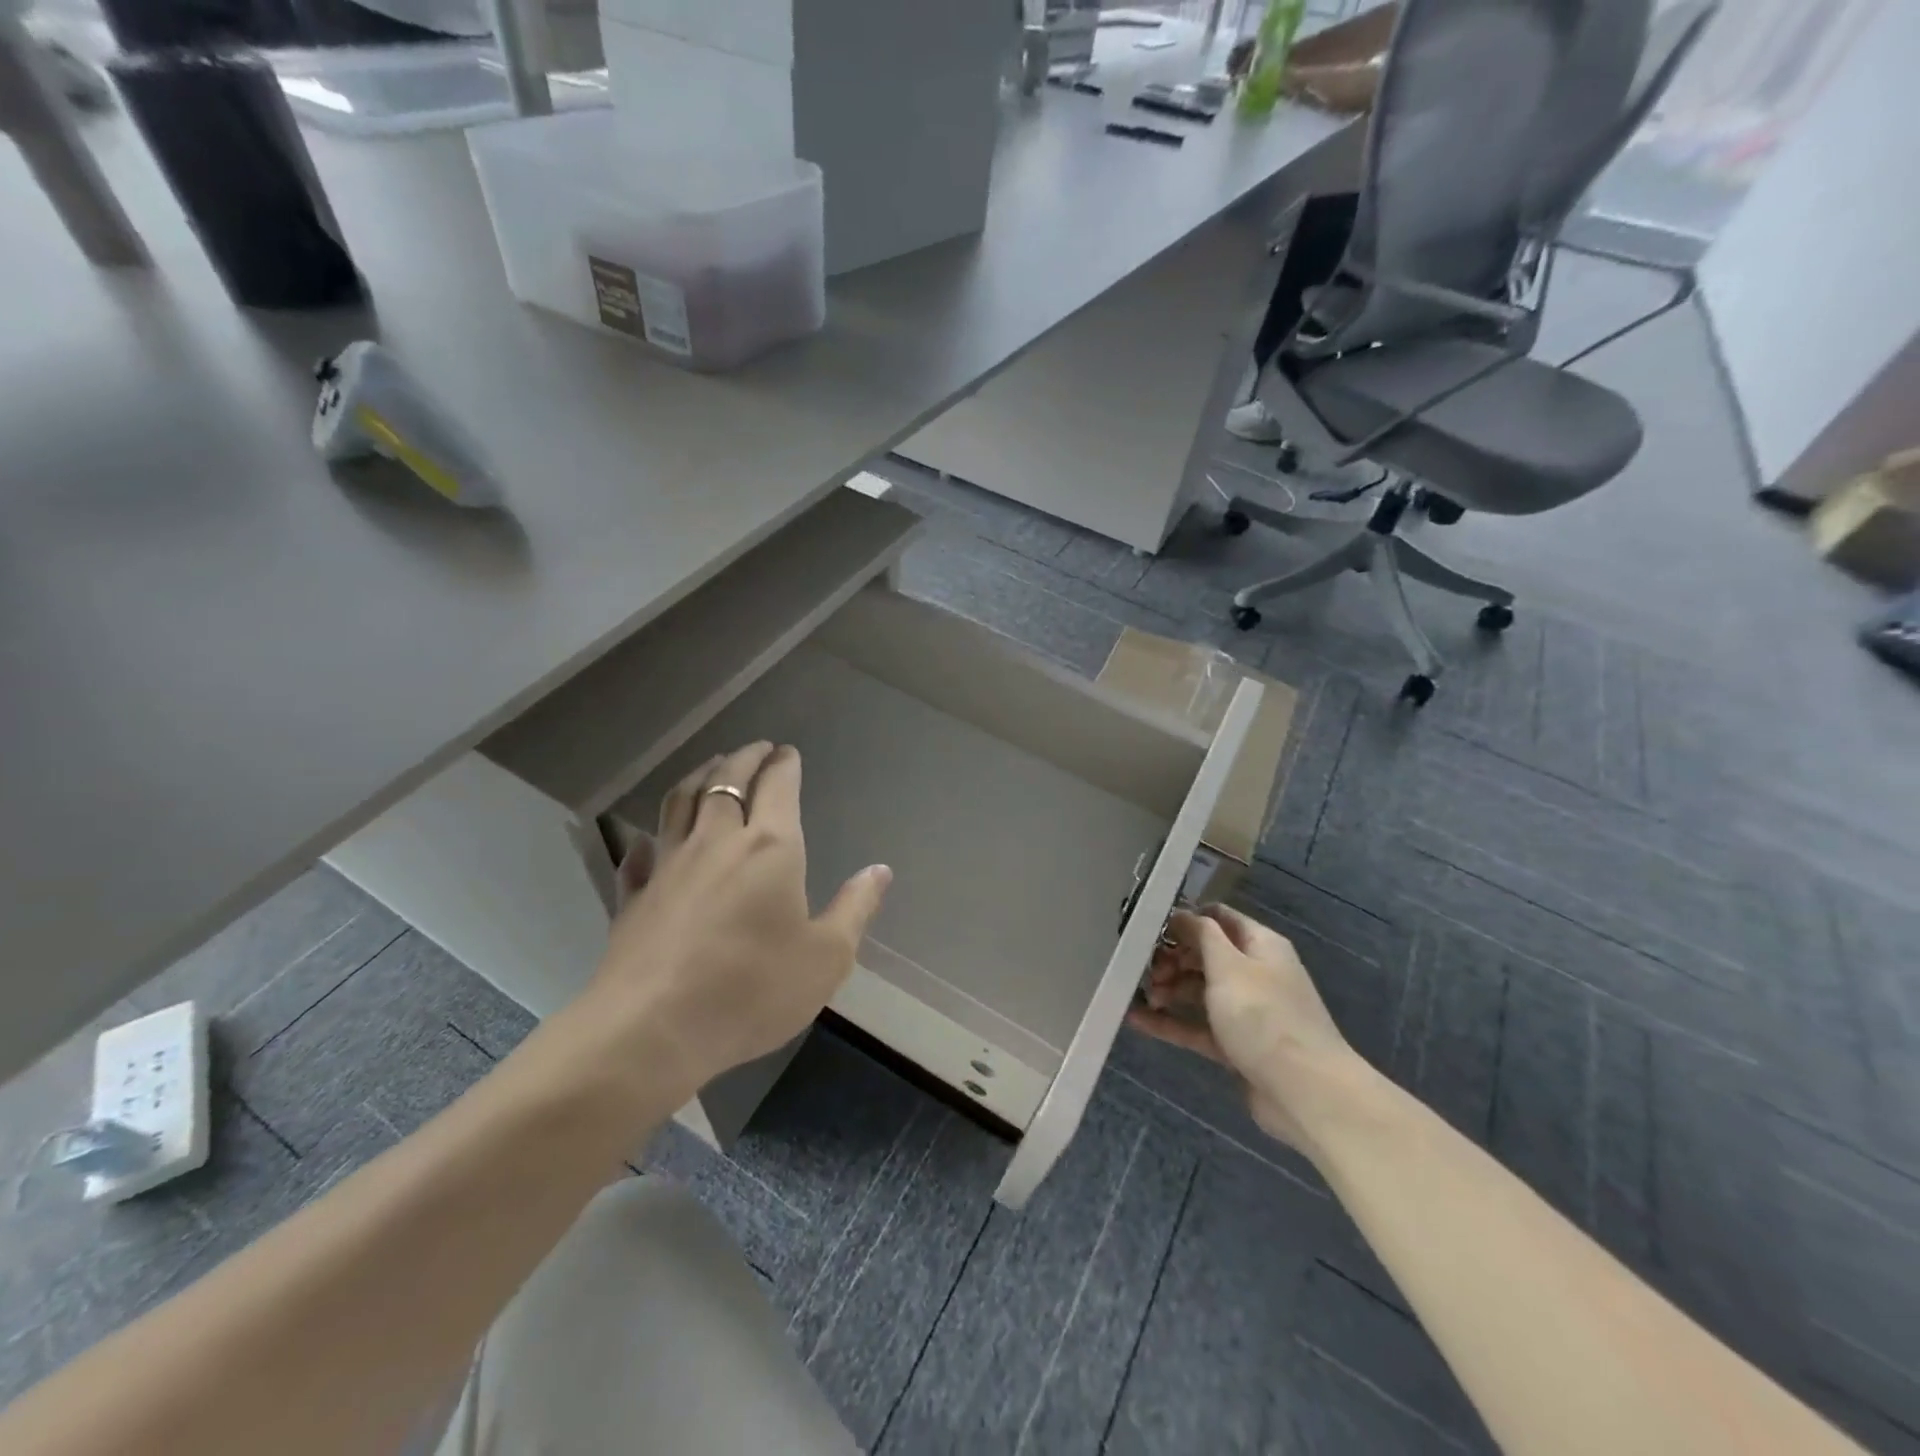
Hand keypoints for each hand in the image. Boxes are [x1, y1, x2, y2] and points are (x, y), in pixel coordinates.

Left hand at [574, 741, 890, 1102]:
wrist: (652, 1029)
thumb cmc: (752, 990)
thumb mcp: (826, 957)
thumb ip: (855, 908)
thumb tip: (879, 870)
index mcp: (770, 848)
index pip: (777, 786)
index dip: (784, 764)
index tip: (787, 752)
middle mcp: (717, 841)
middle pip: (726, 781)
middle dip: (744, 758)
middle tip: (756, 748)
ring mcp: (668, 865)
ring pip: (681, 802)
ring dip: (699, 776)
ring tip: (711, 767)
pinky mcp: (633, 895)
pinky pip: (639, 853)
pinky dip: (649, 838)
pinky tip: (649, 840)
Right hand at [1126, 904, 1357, 1153]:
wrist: (1305, 1093)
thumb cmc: (1264, 1016)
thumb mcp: (1228, 965)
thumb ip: (1201, 934)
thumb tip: (1182, 914)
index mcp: (1260, 945)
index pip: (1218, 918)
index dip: (1185, 919)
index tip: (1150, 928)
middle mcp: (1254, 973)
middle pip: (1205, 955)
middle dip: (1171, 958)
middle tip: (1144, 969)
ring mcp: (1246, 1012)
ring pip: (1199, 991)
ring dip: (1168, 989)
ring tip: (1140, 995)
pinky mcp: (1236, 1045)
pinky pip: (1197, 1026)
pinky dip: (1170, 1022)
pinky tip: (1135, 1019)